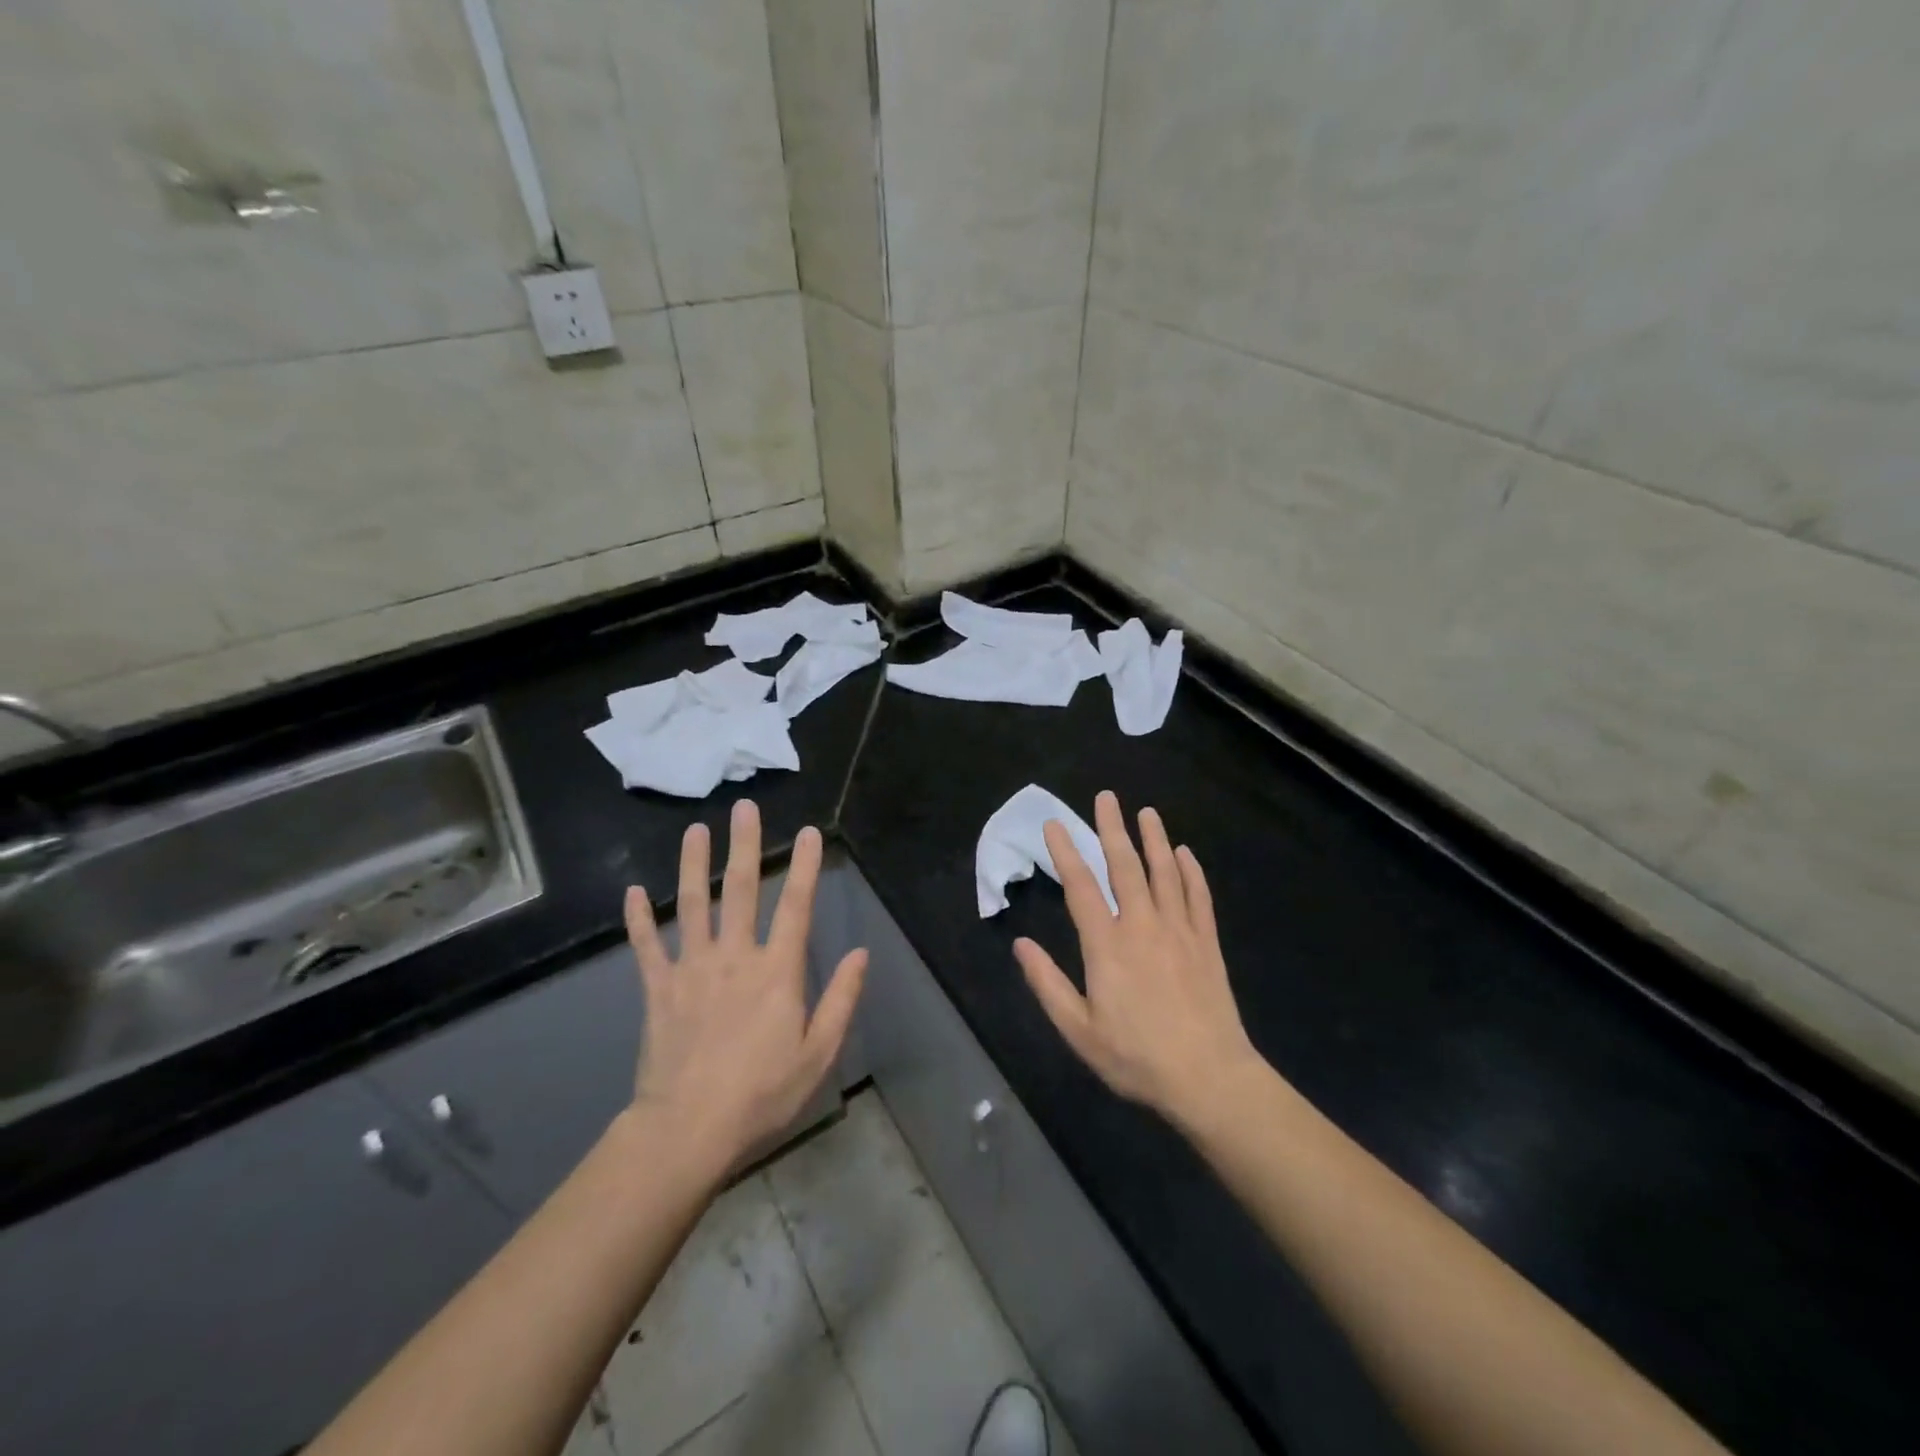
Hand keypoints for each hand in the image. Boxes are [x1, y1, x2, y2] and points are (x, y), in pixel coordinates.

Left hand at [623, 800, 866, 1168]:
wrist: (688, 1131)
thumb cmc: (762, 1094)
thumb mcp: (818, 1054)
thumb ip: (841, 1000)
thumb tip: (859, 953)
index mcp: (776, 972)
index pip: (795, 907)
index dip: (805, 867)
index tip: (810, 833)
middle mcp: (734, 958)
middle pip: (739, 891)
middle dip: (744, 846)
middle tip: (744, 808)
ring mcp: (691, 970)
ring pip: (692, 906)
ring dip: (693, 865)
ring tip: (695, 830)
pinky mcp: (658, 990)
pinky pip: (647, 947)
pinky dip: (639, 919)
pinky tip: (632, 891)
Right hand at [1014, 790, 1262, 1130]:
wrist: (1210, 1079)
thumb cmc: (1137, 1057)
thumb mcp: (1079, 1030)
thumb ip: (1048, 984)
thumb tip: (1021, 945)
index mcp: (1107, 945)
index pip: (1081, 886)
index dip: (1066, 852)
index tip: (1055, 824)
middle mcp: (1143, 926)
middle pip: (1125, 866)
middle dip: (1112, 829)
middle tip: (1106, 797)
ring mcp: (1180, 931)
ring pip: (1165, 873)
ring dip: (1154, 839)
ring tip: (1146, 812)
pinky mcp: (1207, 943)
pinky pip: (1199, 897)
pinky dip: (1191, 872)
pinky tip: (1186, 854)